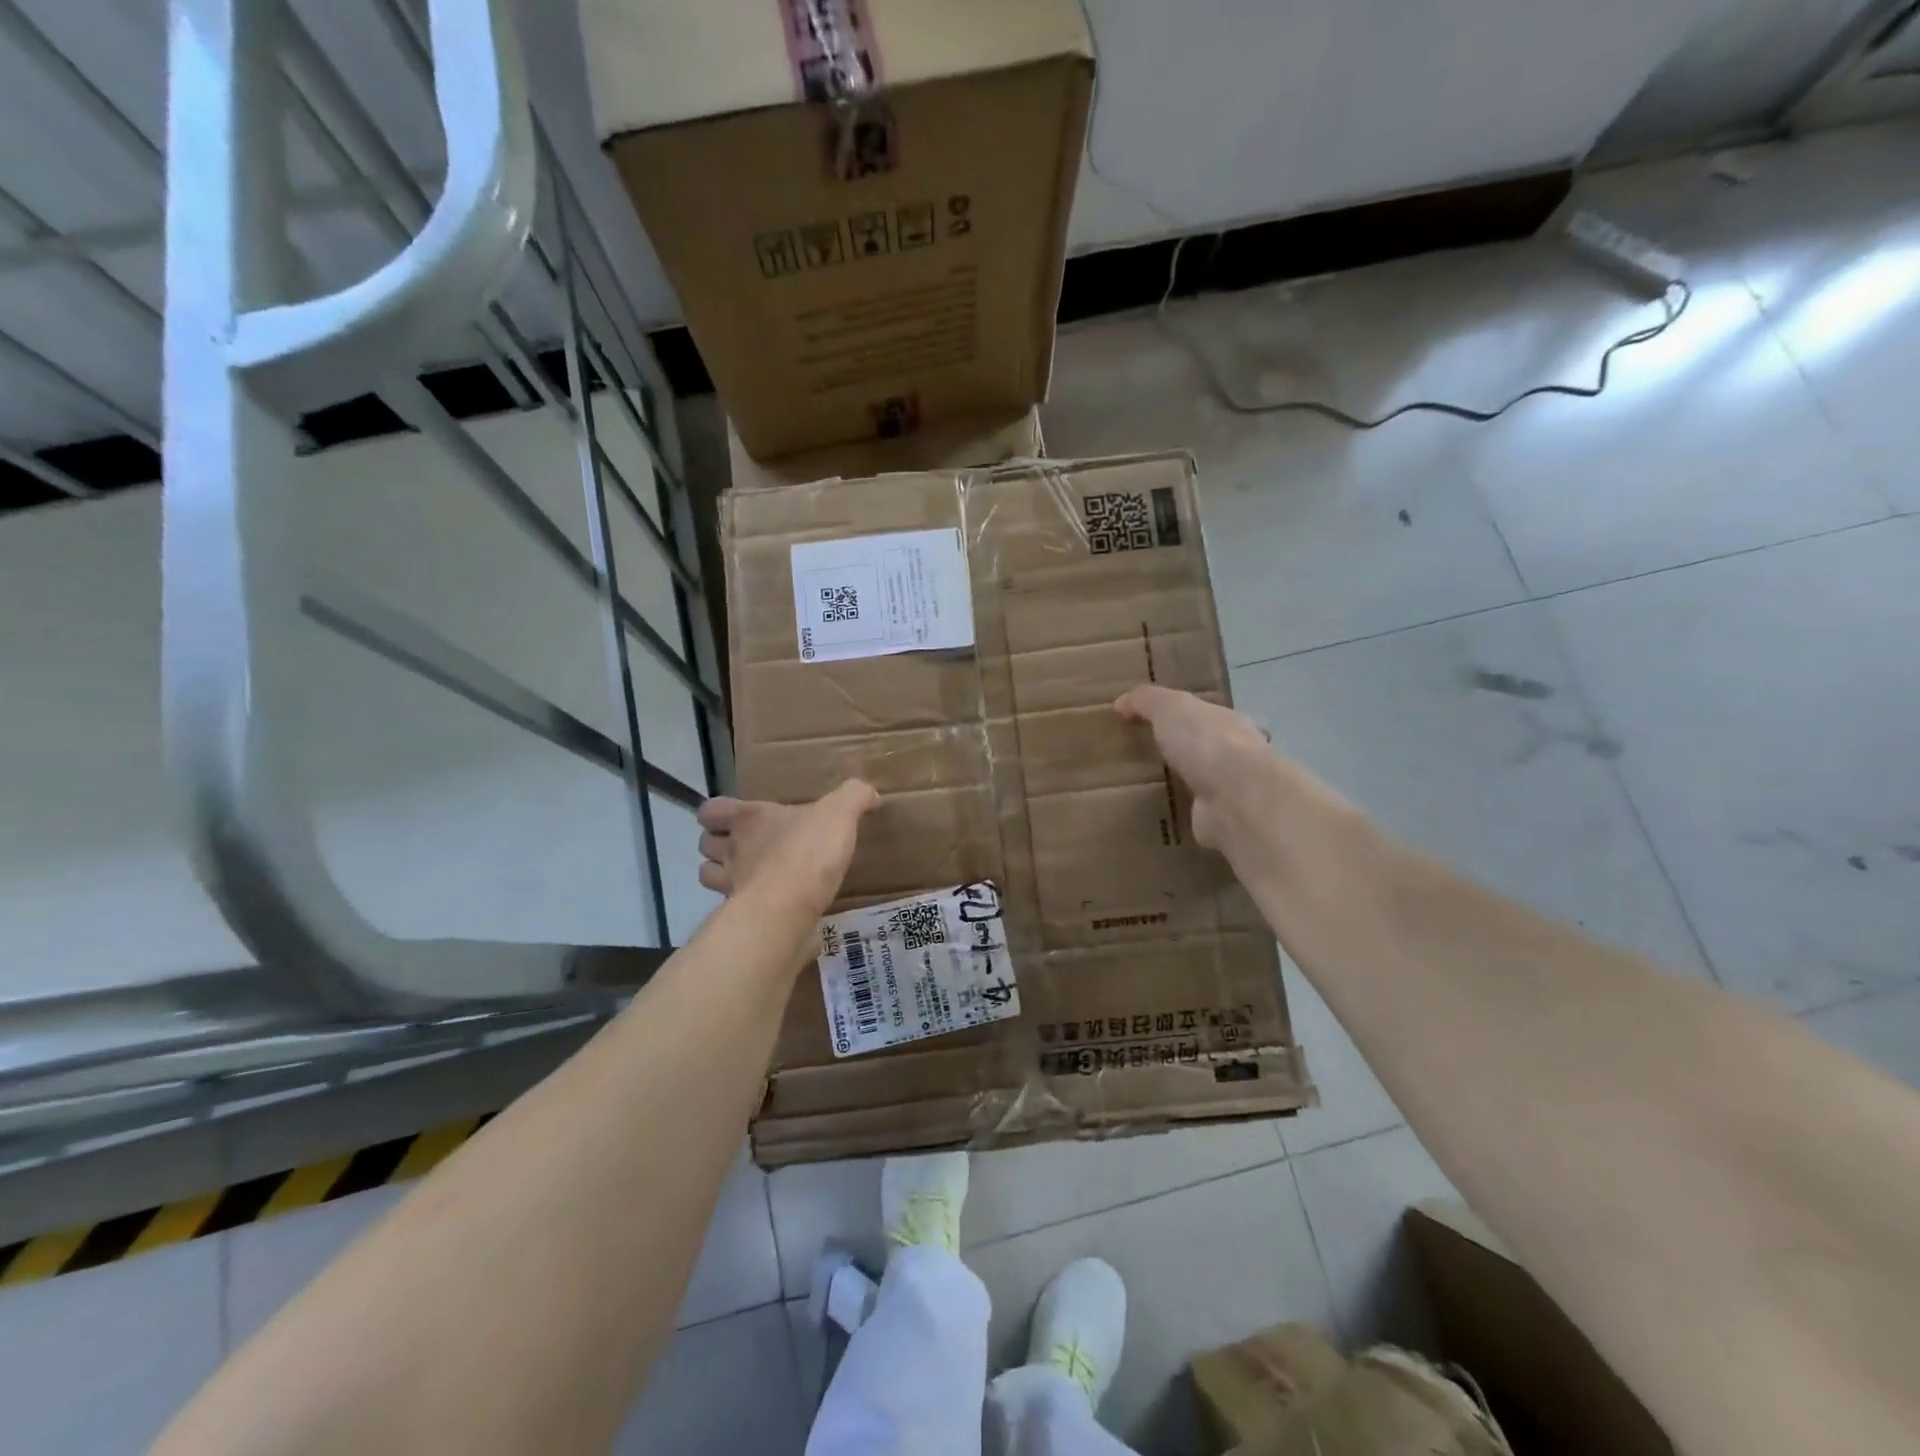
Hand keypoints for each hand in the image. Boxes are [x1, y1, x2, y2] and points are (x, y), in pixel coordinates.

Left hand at [696, 781, 878, 917]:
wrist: (787, 909)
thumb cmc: (807, 852)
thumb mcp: (839, 814)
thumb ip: (852, 797)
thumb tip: (868, 791)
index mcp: (750, 818)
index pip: (711, 810)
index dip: (717, 813)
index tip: (732, 817)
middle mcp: (734, 849)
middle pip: (705, 844)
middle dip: (718, 844)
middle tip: (744, 846)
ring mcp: (732, 885)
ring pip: (710, 876)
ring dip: (723, 875)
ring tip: (750, 876)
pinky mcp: (741, 916)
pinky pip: (732, 908)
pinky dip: (742, 906)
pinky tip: (766, 905)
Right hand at [1114, 685, 1282, 856]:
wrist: (1236, 800)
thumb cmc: (1206, 743)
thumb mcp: (1170, 708)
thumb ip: (1146, 700)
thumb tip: (1121, 702)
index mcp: (1227, 722)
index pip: (1204, 714)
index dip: (1180, 715)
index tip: (1151, 722)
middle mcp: (1234, 754)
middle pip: (1203, 748)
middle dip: (1181, 751)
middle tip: (1144, 756)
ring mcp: (1230, 791)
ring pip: (1200, 782)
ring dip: (1181, 784)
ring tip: (1143, 787)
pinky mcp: (1220, 821)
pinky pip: (1193, 813)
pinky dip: (1180, 814)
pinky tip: (1157, 816)